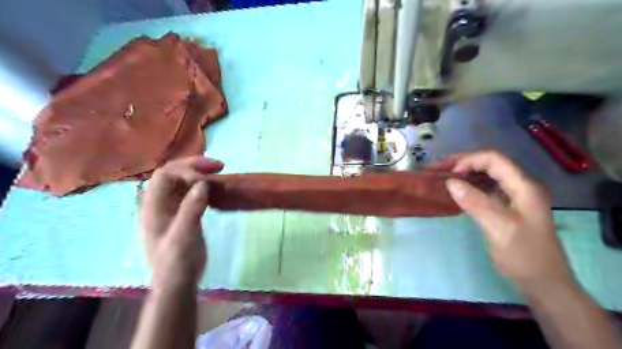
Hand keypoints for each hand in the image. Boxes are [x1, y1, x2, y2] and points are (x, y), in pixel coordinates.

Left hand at [141, 156, 223, 290]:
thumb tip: (203, 183)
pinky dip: (203, 185)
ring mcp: (172, 209)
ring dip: (199, 172)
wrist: (178, 282)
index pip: (164, 176)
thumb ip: (191, 209)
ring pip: (182, 181)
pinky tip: (215, 187)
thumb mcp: (183, 236)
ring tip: (218, 170)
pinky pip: (191, 192)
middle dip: (193, 165)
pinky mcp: (184, 214)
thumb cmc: (177, 262)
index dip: (184, 170)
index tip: (206, 178)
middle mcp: (160, 204)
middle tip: (218, 165)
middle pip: (172, 174)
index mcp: (153, 207)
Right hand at [448, 152, 572, 292]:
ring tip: (444, 178)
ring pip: (487, 177)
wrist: (543, 283)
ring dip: (466, 175)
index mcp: (524, 187)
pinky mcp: (508, 208)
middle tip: (440, 170)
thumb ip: (475, 202)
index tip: (449, 174)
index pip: (494, 159)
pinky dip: (470, 187)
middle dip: (464, 164)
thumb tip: (450, 182)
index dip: (470, 161)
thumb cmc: (524, 256)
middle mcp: (521, 187)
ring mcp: (515, 197)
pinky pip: (486, 190)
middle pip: (490, 165)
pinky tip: (457, 193)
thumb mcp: (499, 228)